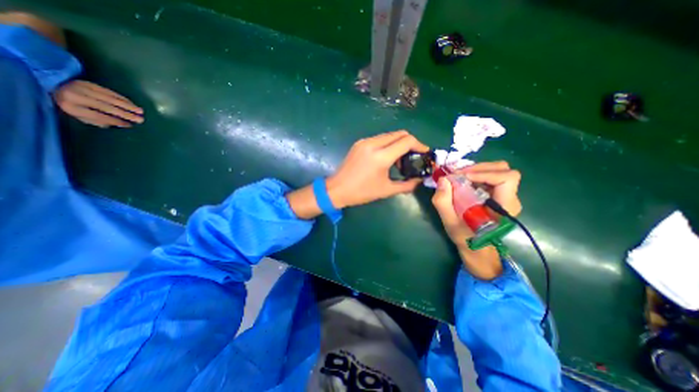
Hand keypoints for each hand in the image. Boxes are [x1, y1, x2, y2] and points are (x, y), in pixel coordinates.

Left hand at [54, 79, 144, 127]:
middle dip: (125, 114)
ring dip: (128, 106)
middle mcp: (75, 96)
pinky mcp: (89, 83)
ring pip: (110, 99)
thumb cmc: (70, 105)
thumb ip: (98, 121)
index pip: (98, 116)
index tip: (129, 125)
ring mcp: (82, 88)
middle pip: (106, 107)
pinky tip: (132, 104)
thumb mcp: (79, 116)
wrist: (53, 86)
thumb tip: (120, 124)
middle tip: (140, 119)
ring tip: (141, 112)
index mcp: (71, 107)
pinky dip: (123, 98)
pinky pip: (109, 92)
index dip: (115, 121)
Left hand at [326, 130, 429, 208]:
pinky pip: (379, 139)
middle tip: (413, 156)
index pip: (407, 141)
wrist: (337, 189)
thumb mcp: (386, 190)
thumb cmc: (362, 192)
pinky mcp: (359, 143)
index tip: (424, 153)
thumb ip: (406, 185)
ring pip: (389, 135)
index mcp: (381, 156)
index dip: (419, 145)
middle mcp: (373, 144)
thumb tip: (419, 180)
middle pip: (399, 134)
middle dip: (410, 143)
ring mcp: (365, 142)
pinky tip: (386, 158)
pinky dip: (387, 144)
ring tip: (399, 160)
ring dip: (398, 143)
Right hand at [432, 161, 524, 279]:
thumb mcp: (450, 223)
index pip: (507, 178)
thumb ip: (443, 202)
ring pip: (497, 170)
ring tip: (459, 176)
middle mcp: (509, 198)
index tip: (463, 176)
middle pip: (503, 169)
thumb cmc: (466, 239)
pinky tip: (462, 181)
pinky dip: (475, 174)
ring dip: (476, 169)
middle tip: (458, 174)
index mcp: (504, 207)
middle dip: (479, 168)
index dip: (485, 173)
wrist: (477, 249)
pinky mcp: (497, 194)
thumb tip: (442, 179)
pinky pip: (490, 176)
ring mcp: (504, 195)